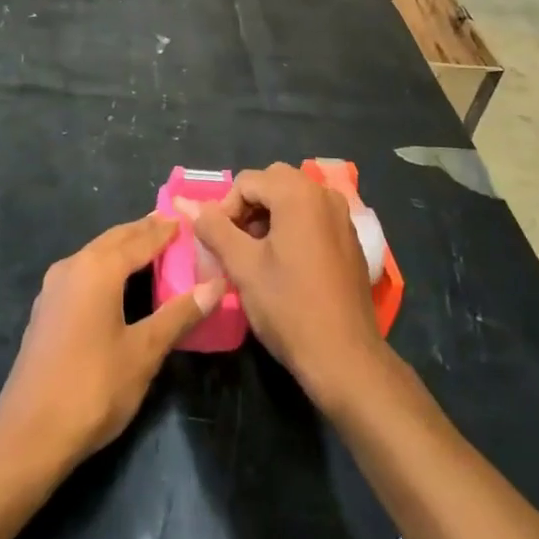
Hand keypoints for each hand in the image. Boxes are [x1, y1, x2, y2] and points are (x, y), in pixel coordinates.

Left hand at [0, 216, 223, 470]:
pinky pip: (83, 272)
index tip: (189, 218)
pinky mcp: (46, 309)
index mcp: (99, 268)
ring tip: (151, 248)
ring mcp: (54, 287)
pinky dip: (106, 266)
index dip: (166, 229)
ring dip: (123, 247)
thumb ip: (179, 314)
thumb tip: (215, 284)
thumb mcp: (144, 352)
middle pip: (115, 239)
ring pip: (96, 253)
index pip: (141, 238)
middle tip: (173, 226)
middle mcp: (73, 266)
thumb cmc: (93, 387)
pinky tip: (118, 282)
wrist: (28, 434)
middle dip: (144, 231)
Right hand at [181, 163, 391, 413]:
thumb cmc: (289, 307)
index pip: (247, 181)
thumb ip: (214, 228)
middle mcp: (324, 194)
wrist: (344, 357)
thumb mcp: (243, 266)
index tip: (218, 244)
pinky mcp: (350, 238)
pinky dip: (292, 226)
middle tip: (236, 244)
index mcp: (299, 194)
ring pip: (294, 198)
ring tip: (256, 256)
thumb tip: (188, 205)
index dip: (225, 209)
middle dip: (248, 207)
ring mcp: (342, 216)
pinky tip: (285, 264)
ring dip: (269, 216)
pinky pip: (313, 216)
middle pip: (273, 182)